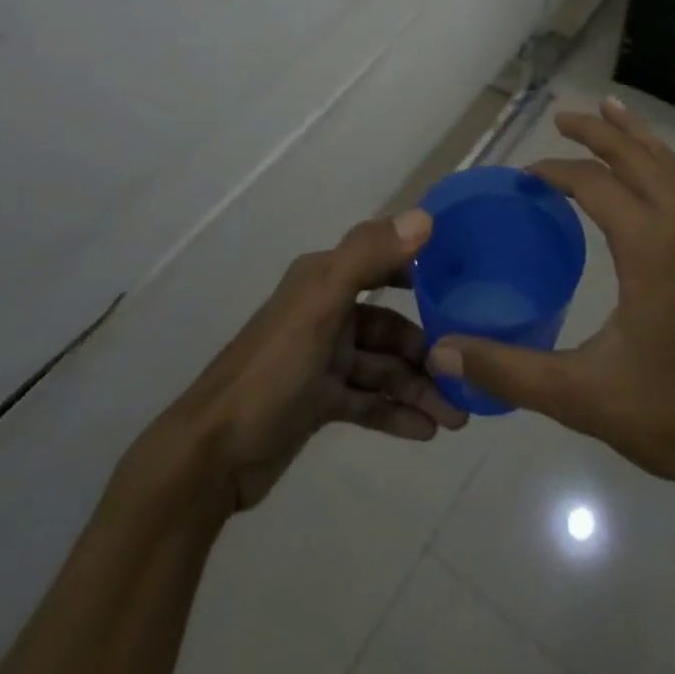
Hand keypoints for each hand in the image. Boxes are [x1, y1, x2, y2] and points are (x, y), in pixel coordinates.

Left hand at [167, 210, 466, 511]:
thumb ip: (369, 257)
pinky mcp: (318, 401)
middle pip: (389, 325)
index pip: (381, 261)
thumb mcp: (320, 305)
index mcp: (323, 280)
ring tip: (456, 416)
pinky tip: (426, 432)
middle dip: (426, 349)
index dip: (419, 268)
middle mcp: (325, 312)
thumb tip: (425, 217)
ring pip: (383, 367)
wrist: (211, 456)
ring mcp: (322, 359)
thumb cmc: (271, 370)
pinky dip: (396, 412)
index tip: (462, 283)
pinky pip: (368, 401)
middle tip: (464, 375)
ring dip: (418, 388)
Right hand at [426, 98, 674, 495]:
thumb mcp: (581, 397)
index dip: (556, 171)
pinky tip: (644, 176)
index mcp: (651, 249)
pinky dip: (658, 163)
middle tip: (562, 116)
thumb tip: (440, 350)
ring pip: (669, 166)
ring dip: (635, 136)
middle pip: (638, 158)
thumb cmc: (672, 415)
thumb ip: (509, 370)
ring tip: (610, 110)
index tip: (523, 176)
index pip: (596, 185)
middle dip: (599, 131)